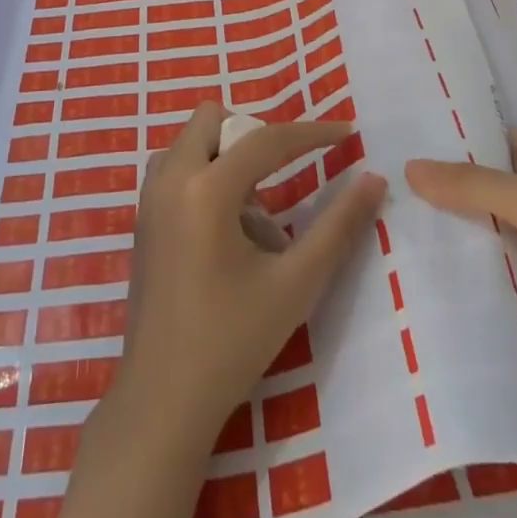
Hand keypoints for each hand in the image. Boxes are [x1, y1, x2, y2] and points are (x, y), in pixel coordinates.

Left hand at [115, 103, 386, 439]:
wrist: (163, 399)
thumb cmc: (233, 341)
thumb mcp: (295, 284)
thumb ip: (338, 227)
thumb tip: (374, 180)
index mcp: (206, 189)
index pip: (267, 139)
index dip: (312, 133)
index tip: (347, 132)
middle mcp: (170, 178)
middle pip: (213, 118)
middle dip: (254, 136)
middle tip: (281, 181)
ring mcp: (148, 196)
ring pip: (190, 141)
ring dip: (225, 156)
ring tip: (252, 213)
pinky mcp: (142, 217)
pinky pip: (175, 167)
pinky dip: (203, 174)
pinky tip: (224, 230)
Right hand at [405, 129, 516, 391]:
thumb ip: (469, 183)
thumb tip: (407, 169)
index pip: (485, 137)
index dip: (446, 135)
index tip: (397, 134)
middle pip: (474, 182)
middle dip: (434, 183)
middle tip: (376, 176)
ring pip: (473, 223)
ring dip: (440, 224)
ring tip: (379, 214)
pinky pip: (479, 263)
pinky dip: (453, 260)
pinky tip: (408, 256)